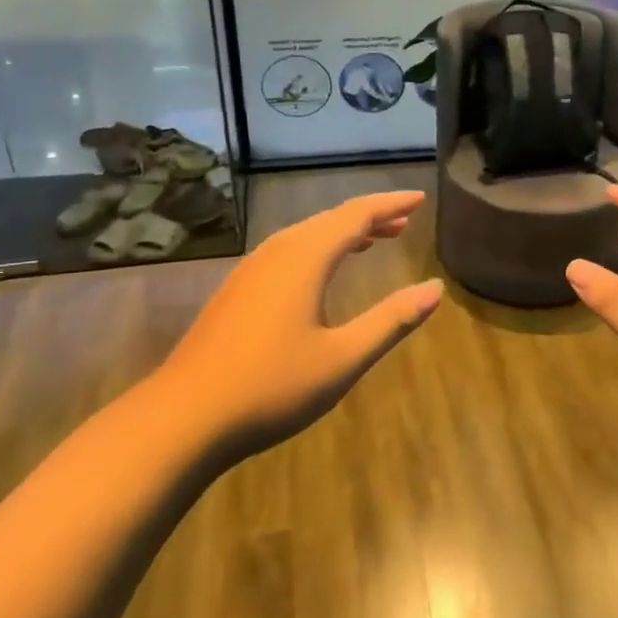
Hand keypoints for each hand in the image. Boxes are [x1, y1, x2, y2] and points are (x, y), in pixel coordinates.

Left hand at [155, 191, 442, 459]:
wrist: (182, 419)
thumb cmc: (271, 387)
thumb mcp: (343, 358)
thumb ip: (391, 320)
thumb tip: (435, 289)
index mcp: (305, 258)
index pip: (357, 215)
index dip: (390, 204)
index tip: (420, 198)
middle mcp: (277, 253)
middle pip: (330, 220)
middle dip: (370, 216)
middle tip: (404, 221)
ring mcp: (251, 271)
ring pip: (306, 235)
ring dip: (343, 233)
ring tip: (373, 240)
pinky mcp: (236, 292)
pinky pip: (287, 252)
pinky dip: (318, 249)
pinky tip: (322, 273)